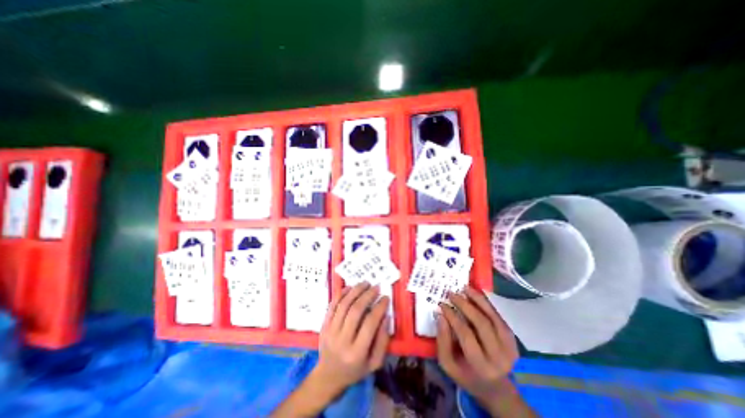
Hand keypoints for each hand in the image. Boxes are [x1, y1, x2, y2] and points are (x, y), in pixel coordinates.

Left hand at [310, 283, 390, 396]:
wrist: (328, 376)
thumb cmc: (355, 370)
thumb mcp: (374, 363)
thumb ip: (383, 341)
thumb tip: (386, 316)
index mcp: (357, 352)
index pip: (370, 324)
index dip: (379, 308)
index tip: (386, 297)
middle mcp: (342, 340)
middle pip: (355, 311)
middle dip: (367, 295)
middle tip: (376, 287)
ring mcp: (330, 331)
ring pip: (343, 305)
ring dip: (355, 291)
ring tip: (365, 283)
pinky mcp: (323, 325)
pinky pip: (332, 305)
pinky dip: (342, 294)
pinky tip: (350, 287)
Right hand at [437, 288, 518, 407]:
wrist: (497, 388)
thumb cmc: (467, 376)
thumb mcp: (448, 364)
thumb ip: (442, 341)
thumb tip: (441, 315)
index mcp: (480, 365)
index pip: (466, 334)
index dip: (453, 316)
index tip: (442, 304)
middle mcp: (498, 356)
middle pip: (481, 323)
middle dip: (465, 305)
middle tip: (451, 293)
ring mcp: (509, 347)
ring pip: (493, 317)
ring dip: (478, 300)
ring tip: (465, 288)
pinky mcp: (513, 340)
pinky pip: (499, 317)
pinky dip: (488, 304)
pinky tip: (477, 295)